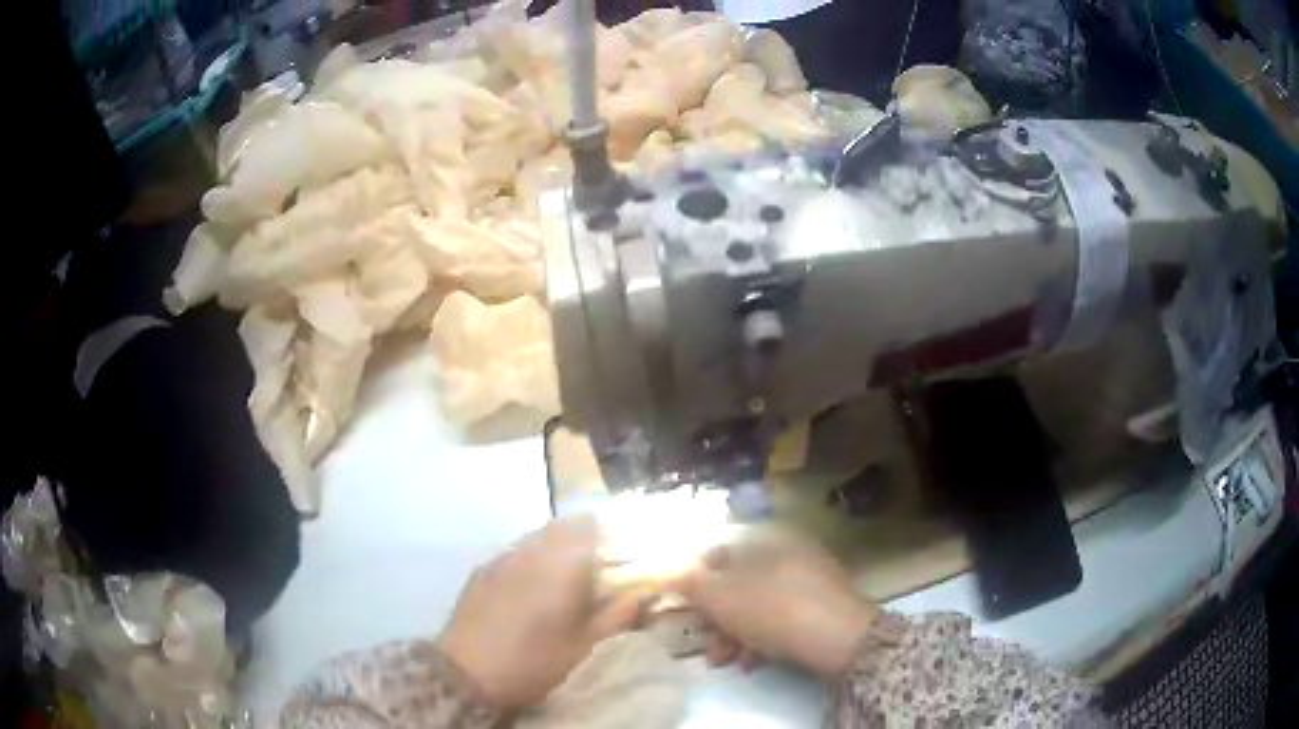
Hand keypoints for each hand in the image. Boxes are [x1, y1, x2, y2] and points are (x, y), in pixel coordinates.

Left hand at [437, 516, 645, 708]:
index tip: (625, 554)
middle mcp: (532, 549)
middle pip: (565, 526)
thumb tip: (646, 592)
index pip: (593, 526)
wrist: (468, 671)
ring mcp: (503, 556)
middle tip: (600, 568)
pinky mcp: (483, 569)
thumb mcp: (584, 642)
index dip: (613, 535)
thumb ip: (618, 613)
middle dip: (587, 539)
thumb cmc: (535, 659)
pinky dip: (533, 559)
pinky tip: (533, 588)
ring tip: (568, 579)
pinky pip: (516, 551)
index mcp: (562, 562)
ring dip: (559, 547)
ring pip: (538, 536)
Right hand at [675, 534, 879, 678]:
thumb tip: (671, 572)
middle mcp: (788, 552)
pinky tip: (754, 662)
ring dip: (735, 634)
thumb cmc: (772, 610)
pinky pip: (782, 617)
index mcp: (764, 541)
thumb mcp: (720, 597)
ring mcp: (809, 579)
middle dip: (715, 619)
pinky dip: (763, 638)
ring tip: (727, 660)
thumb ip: (690, 582)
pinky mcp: (823, 606)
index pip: (718, 553)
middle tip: (705, 644)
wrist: (839, 638)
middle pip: (738, 584)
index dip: (694, 581)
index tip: (684, 609)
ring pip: (758, 605)